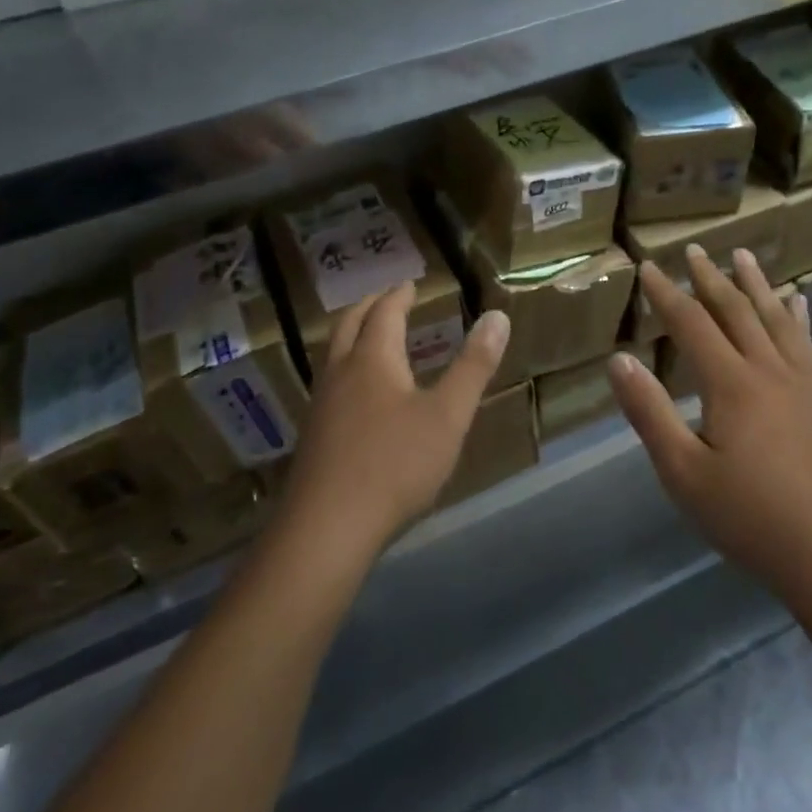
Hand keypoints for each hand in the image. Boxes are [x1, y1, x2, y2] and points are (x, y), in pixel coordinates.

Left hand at [279, 282, 508, 560]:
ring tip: (371, 338)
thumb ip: (473, 366)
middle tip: (385, 298)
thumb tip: (497, 317)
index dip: (399, 296)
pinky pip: (330, 383)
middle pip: (349, 325)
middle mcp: (341, 373)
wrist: (327, 527)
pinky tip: (357, 395)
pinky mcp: (314, 436)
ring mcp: (321, 405)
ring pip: (333, 354)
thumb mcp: (448, 415)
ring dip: (352, 336)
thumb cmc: (395, 464)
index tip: (409, 284)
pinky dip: (346, 367)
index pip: (384, 313)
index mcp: (373, 360)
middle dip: (369, 307)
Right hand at [607, 247, 811, 609]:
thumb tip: (619, 359)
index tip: (648, 267)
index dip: (667, 294)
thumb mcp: (683, 472)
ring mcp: (801, 384)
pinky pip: (807, 344)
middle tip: (694, 249)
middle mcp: (767, 371)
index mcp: (731, 384)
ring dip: (755, 284)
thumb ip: (649, 412)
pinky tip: (799, 302)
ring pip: (774, 319)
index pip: (691, 324)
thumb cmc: (749, 518)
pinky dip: (798, 317)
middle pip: (735, 311)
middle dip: (710, 278)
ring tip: (742, 255)